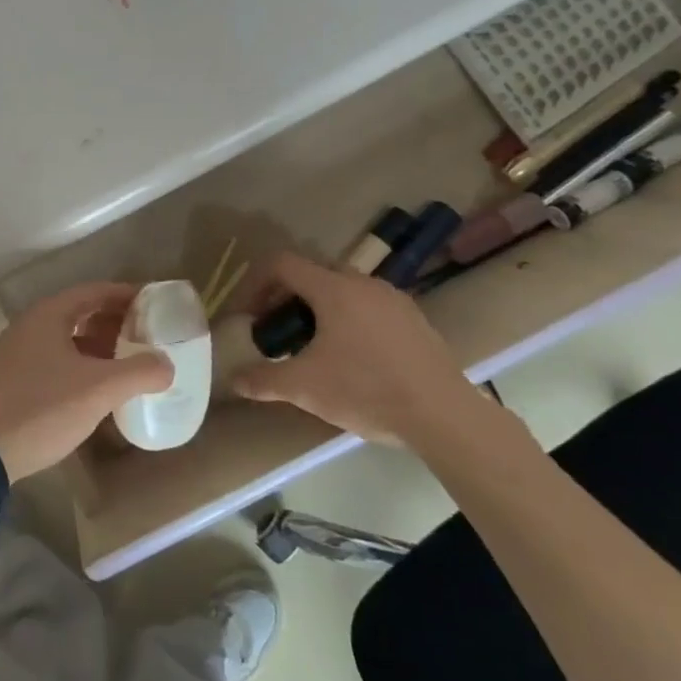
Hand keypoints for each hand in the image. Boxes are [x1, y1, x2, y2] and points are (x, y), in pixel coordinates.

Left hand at [0, 282, 171, 479]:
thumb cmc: (43, 408)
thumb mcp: (99, 389)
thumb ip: (139, 372)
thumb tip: (167, 365)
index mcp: (48, 315)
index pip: (93, 292)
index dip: (125, 295)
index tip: (154, 304)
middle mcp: (30, 324)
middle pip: (79, 312)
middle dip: (113, 321)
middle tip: (146, 334)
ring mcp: (18, 351)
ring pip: (67, 337)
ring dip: (97, 344)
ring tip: (128, 360)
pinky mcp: (13, 376)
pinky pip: (55, 357)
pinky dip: (80, 362)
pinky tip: (97, 385)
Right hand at [231, 251, 467, 445]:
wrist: (445, 416)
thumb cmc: (367, 390)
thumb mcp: (305, 388)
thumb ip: (264, 379)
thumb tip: (235, 380)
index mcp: (333, 288)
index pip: (282, 264)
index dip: (256, 284)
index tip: (249, 317)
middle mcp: (364, 283)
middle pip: (312, 275)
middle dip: (286, 299)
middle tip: (277, 333)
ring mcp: (394, 300)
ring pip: (343, 291)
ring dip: (318, 311)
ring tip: (313, 349)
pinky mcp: (415, 321)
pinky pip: (369, 308)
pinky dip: (348, 321)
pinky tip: (353, 360)